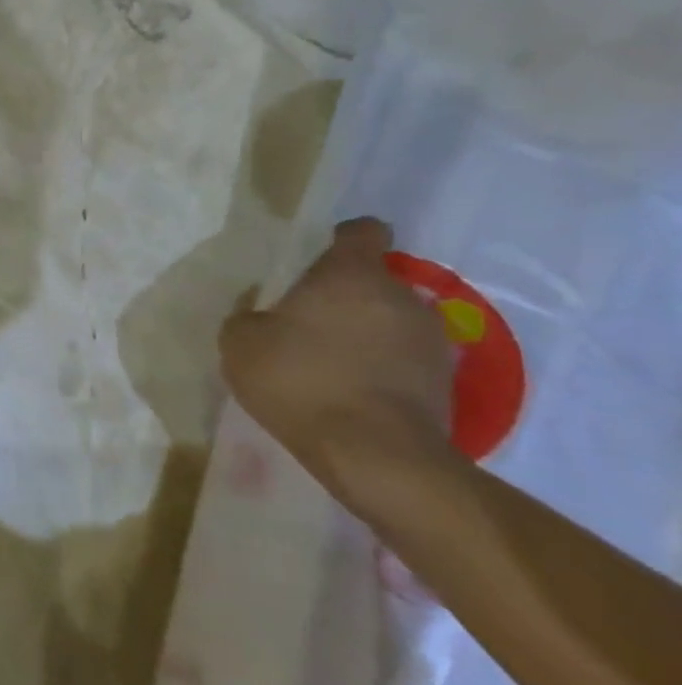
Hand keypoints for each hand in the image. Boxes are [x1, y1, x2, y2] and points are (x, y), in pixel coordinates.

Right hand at [219, 218, 455, 490]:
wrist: (374, 453)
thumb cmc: (299, 380)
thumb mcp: (239, 343)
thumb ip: (247, 316)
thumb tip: (261, 314)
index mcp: (350, 276)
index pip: (363, 232)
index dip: (343, 237)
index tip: (321, 253)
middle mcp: (400, 296)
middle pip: (373, 281)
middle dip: (345, 296)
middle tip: (307, 323)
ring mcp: (430, 339)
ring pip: (390, 320)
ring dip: (365, 332)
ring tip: (330, 362)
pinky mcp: (444, 380)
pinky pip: (403, 358)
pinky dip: (381, 366)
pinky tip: (351, 391)